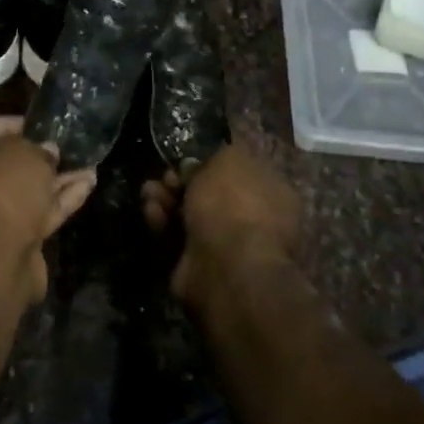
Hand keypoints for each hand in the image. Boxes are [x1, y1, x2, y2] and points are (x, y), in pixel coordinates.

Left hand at [0, 117, 95, 312]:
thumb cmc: (1, 192)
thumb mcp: (23, 154)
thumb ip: (36, 147)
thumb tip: (46, 151)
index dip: (6, 123)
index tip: (34, 123)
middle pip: (1, 166)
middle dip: (35, 156)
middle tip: (61, 147)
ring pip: (23, 192)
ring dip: (54, 179)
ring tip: (87, 164)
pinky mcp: (9, 243)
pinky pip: (35, 214)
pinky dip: (59, 200)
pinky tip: (88, 184)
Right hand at [142, 143, 300, 306]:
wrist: (227, 266)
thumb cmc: (235, 204)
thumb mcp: (230, 159)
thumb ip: (217, 156)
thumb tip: (200, 167)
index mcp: (274, 192)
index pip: (240, 173)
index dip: (211, 163)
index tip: (189, 158)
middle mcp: (255, 220)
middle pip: (210, 194)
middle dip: (182, 182)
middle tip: (166, 176)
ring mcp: (227, 246)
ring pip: (190, 215)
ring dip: (166, 199)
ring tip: (149, 192)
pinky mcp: (199, 266)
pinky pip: (177, 238)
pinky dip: (162, 222)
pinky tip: (151, 211)